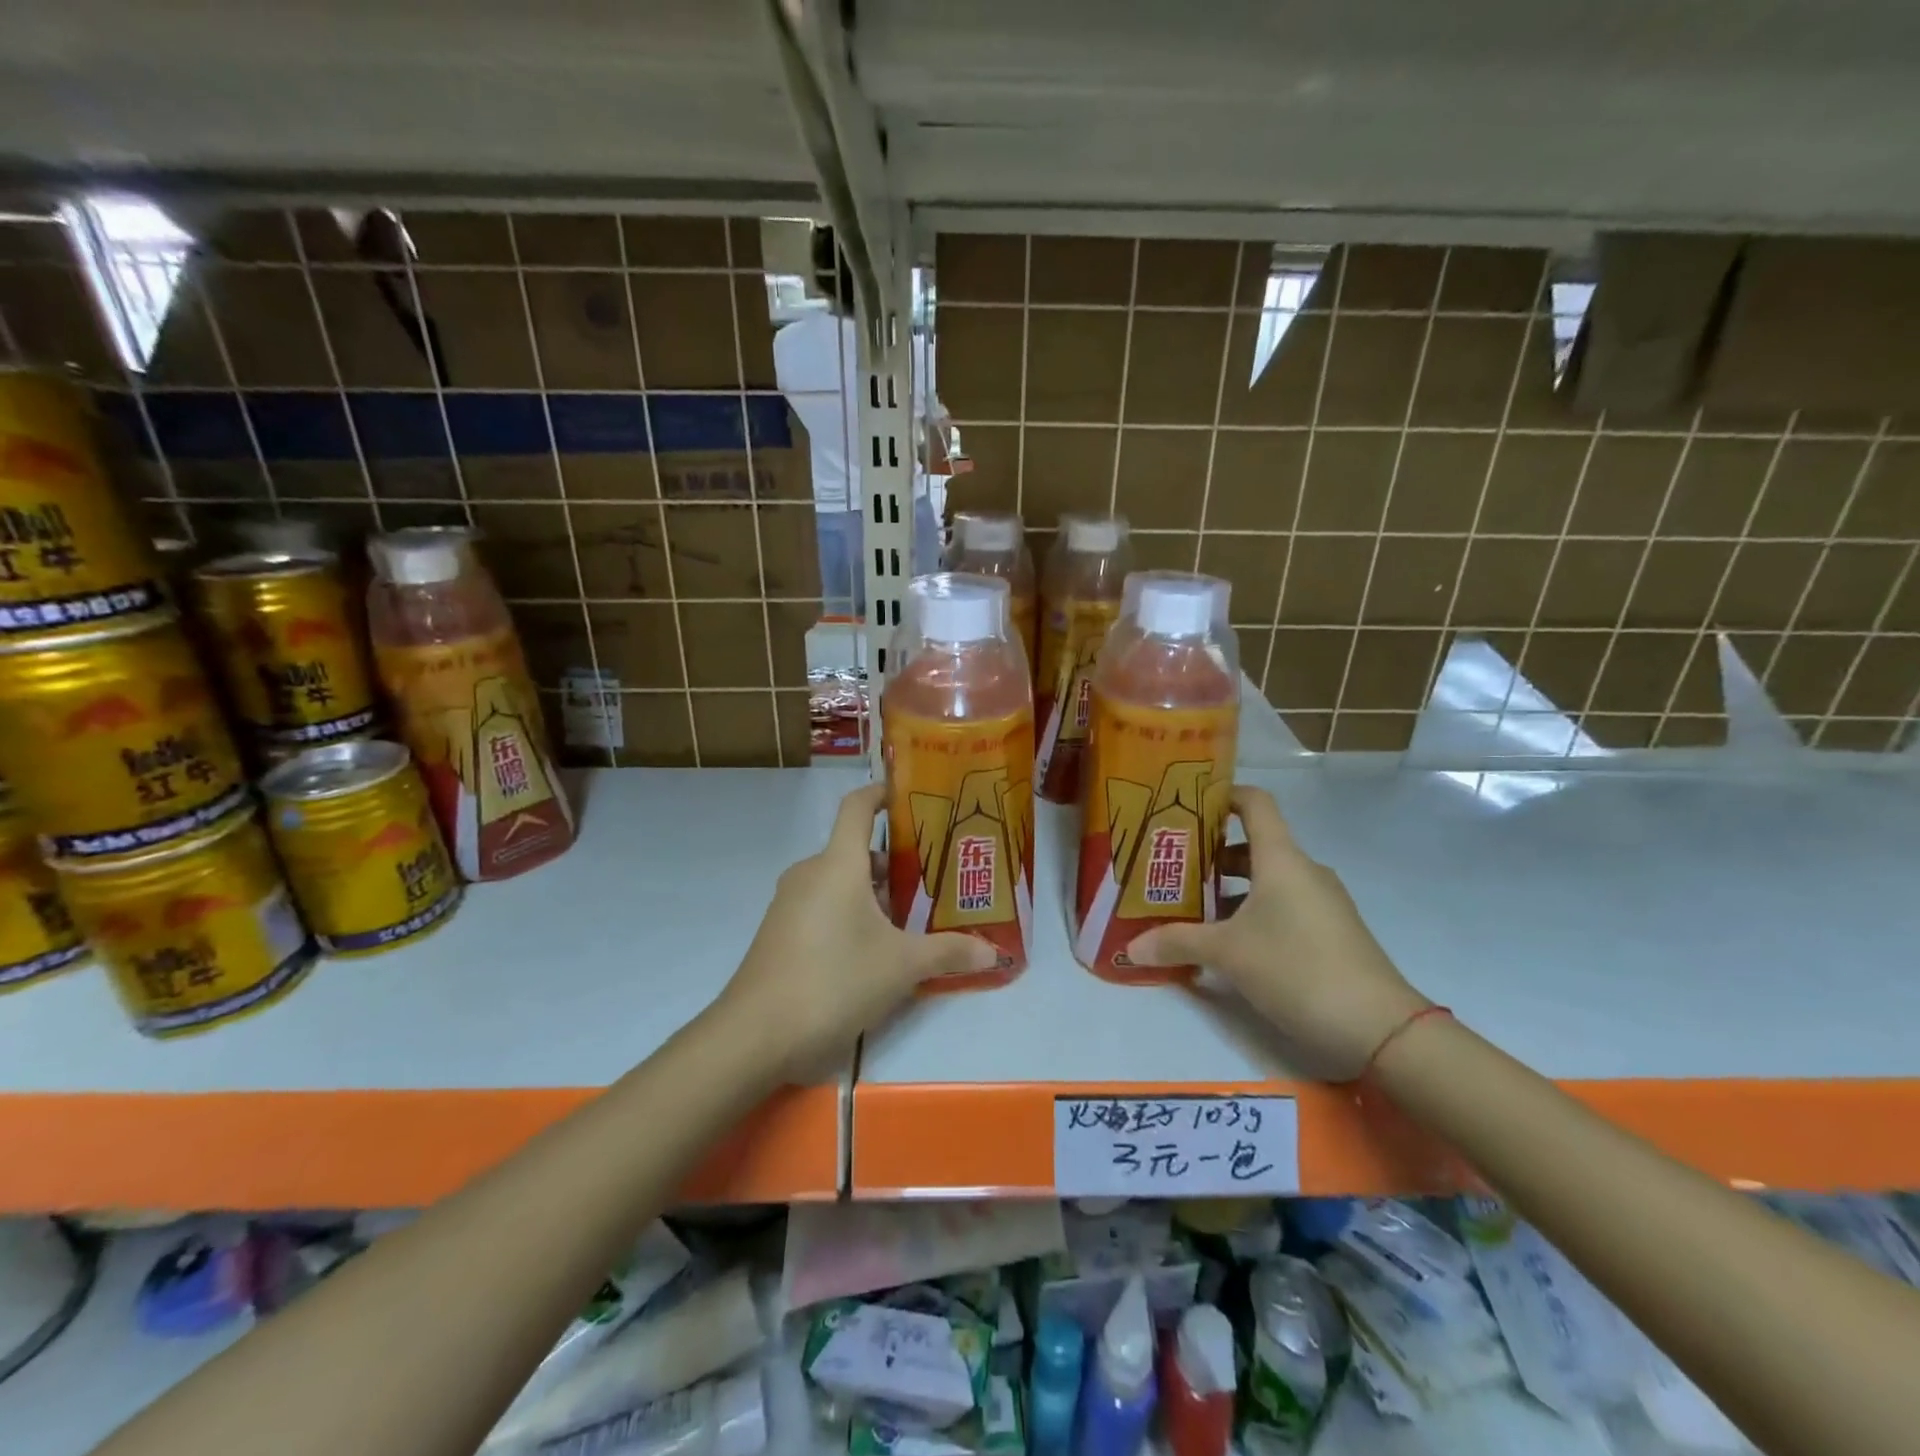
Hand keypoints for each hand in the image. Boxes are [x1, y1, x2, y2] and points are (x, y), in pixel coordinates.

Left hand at [716, 783, 994, 1081]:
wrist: (754, 1035)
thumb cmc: (834, 981)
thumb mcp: (901, 967)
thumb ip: (949, 953)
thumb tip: (994, 951)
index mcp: (837, 864)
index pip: (858, 807)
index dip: (882, 794)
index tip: (910, 797)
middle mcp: (810, 873)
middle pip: (856, 851)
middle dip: (895, 865)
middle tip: (934, 883)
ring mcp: (790, 904)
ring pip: (840, 883)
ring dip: (874, 895)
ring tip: (912, 921)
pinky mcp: (780, 933)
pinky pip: (823, 907)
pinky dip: (850, 915)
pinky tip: (874, 952)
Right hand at [1127, 785, 1429, 1079]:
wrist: (1379, 1027)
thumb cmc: (1297, 968)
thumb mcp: (1228, 954)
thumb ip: (1177, 943)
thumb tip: (1131, 947)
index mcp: (1281, 859)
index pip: (1254, 803)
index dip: (1223, 795)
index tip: (1188, 805)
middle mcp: (1304, 871)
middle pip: (1254, 845)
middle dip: (1212, 855)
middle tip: (1173, 868)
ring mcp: (1322, 902)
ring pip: (1268, 879)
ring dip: (1231, 889)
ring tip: (1193, 910)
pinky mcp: (1330, 931)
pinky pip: (1284, 906)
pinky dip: (1253, 911)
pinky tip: (1229, 942)